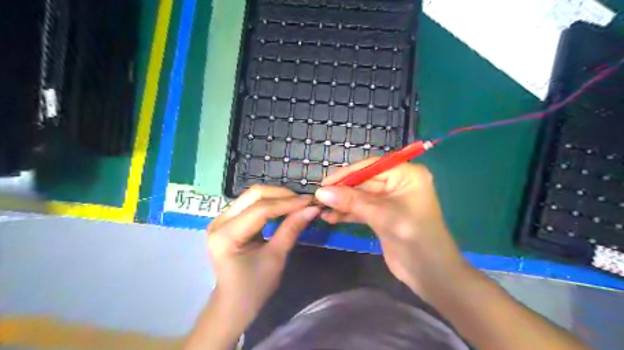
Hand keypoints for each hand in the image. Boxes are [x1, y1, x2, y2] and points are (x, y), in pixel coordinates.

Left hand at [207, 185, 318, 321]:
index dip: (287, 203)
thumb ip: (291, 229)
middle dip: (282, 195)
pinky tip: (284, 207)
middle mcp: (219, 221)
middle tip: (304, 201)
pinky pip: (251, 203)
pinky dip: (270, 203)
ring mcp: (221, 218)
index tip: (310, 201)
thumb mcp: (276, 258)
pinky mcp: (228, 220)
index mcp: (226, 235)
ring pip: (253, 196)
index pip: (260, 209)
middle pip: (254, 195)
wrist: (234, 303)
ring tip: (297, 203)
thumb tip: (312, 208)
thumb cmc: (254, 287)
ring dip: (277, 197)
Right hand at [318, 160, 467, 299]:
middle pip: (364, 181)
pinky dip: (347, 213)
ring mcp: (390, 200)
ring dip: (342, 203)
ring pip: (361, 196)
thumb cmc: (413, 236)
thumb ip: (351, 201)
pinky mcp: (383, 216)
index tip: (324, 182)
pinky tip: (331, 218)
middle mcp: (398, 183)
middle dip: (342, 190)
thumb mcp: (381, 215)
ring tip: (320, 209)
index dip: (347, 173)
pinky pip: (362, 209)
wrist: (430, 273)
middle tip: (319, 197)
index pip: (371, 167)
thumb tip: (320, 192)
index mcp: (406, 175)